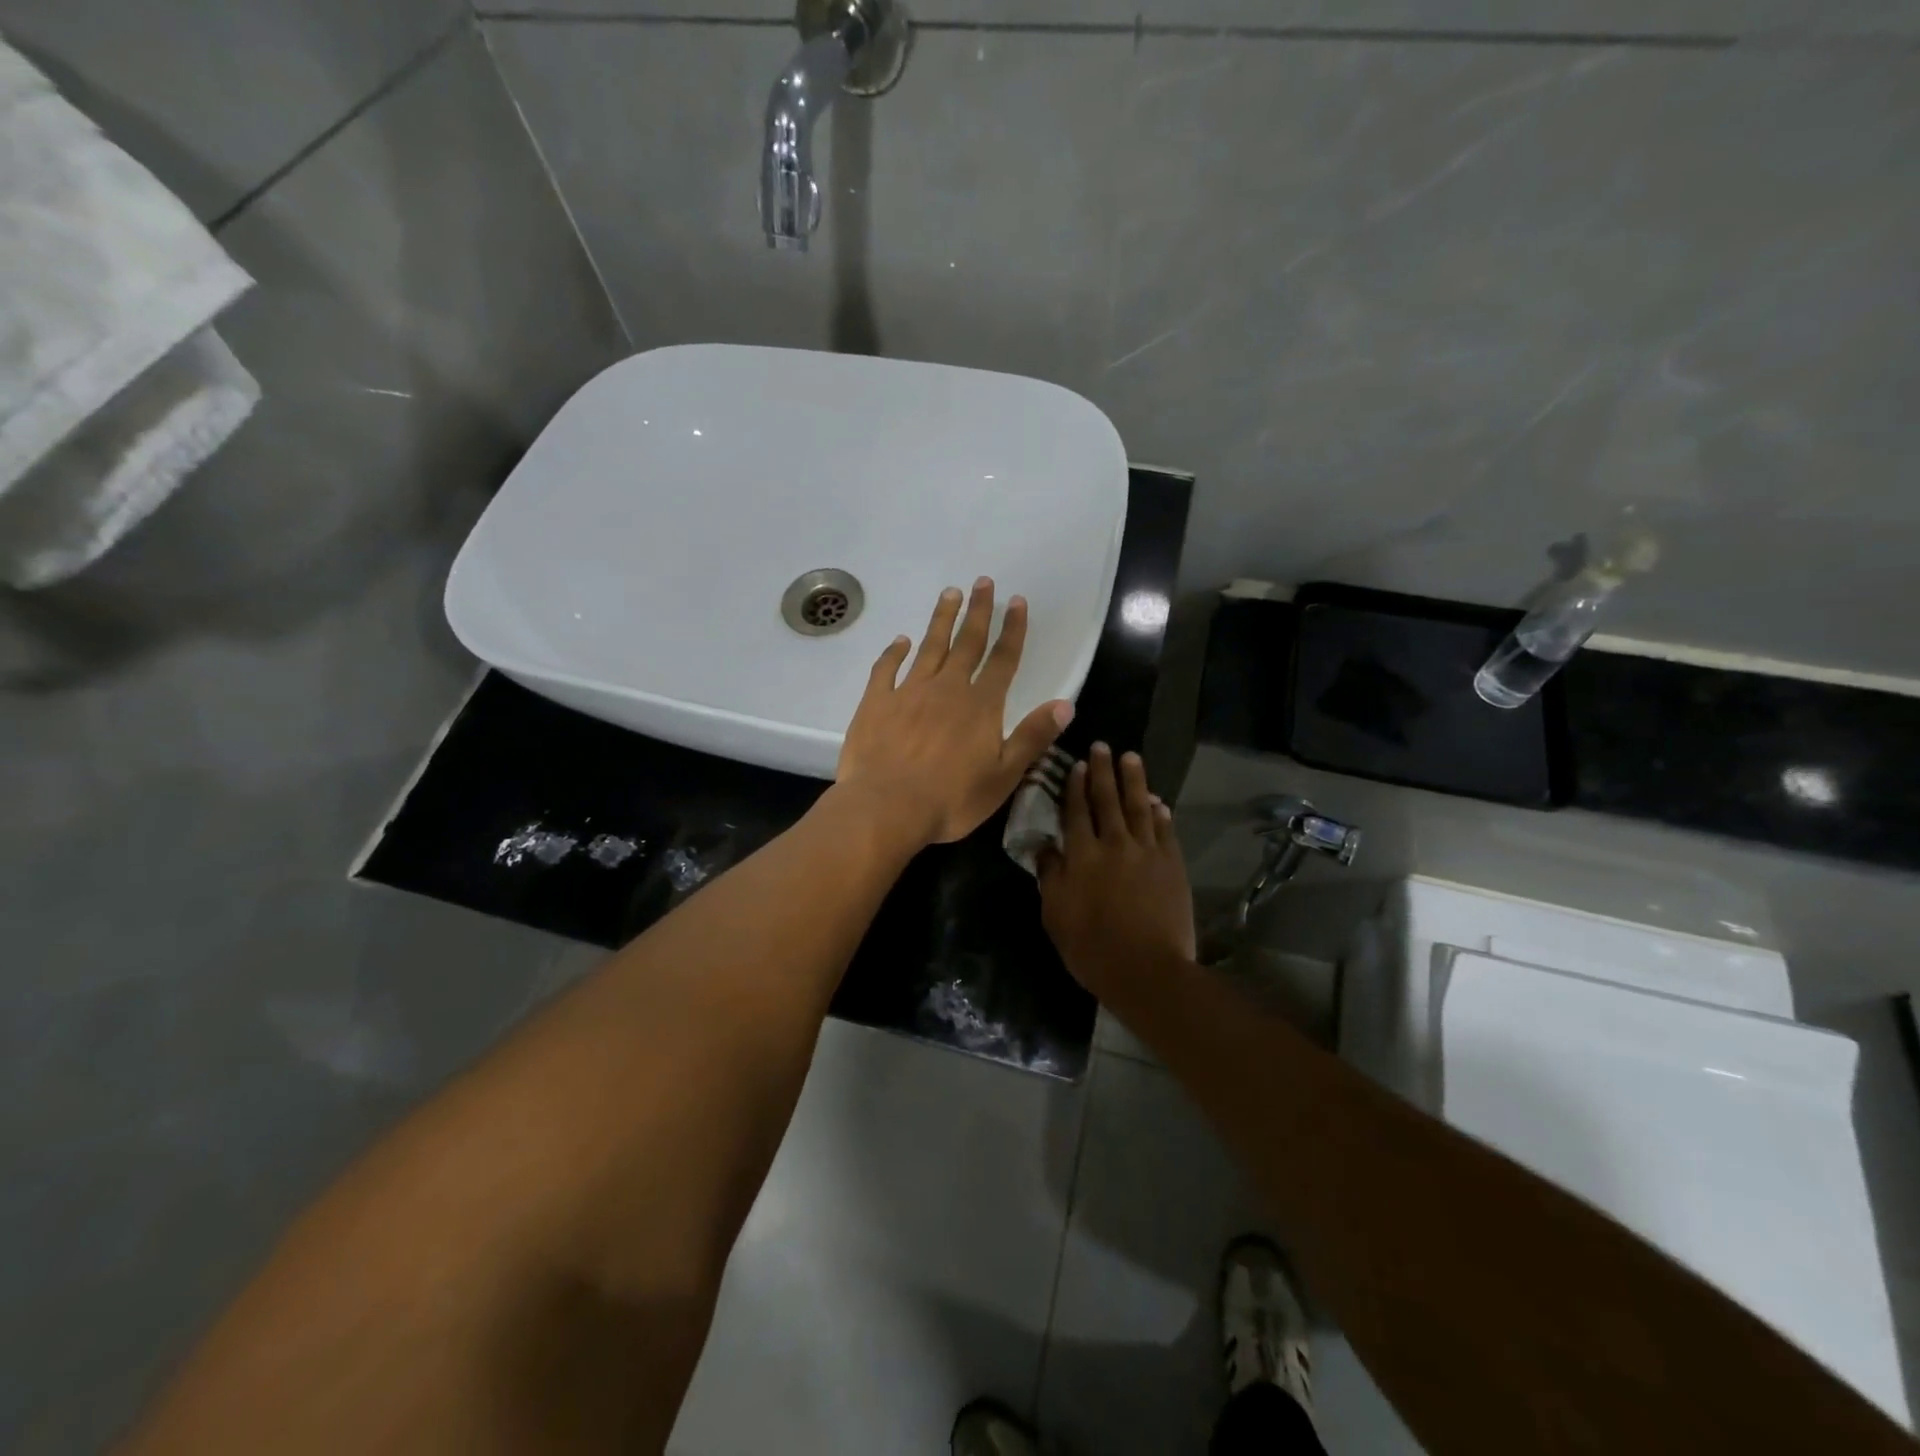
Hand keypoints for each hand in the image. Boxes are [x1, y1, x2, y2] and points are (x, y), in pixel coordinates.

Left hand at [836, 578, 1073, 846]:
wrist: (886, 807)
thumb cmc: (951, 799)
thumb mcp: (1004, 776)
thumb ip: (1033, 737)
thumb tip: (1065, 703)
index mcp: (980, 705)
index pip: (1003, 659)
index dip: (1013, 629)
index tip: (1017, 601)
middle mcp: (947, 688)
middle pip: (967, 642)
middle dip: (978, 611)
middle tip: (982, 582)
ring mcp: (909, 692)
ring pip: (929, 646)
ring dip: (941, 619)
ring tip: (949, 593)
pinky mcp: (876, 702)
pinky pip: (886, 668)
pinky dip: (894, 652)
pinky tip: (900, 641)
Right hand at [1038, 744, 1195, 991]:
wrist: (1147, 970)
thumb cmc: (1092, 947)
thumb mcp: (1055, 914)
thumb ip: (1050, 876)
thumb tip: (1044, 847)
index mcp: (1082, 855)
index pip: (1076, 811)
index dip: (1075, 786)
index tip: (1076, 764)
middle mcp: (1114, 844)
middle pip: (1107, 800)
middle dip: (1103, 771)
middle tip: (1102, 746)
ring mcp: (1147, 852)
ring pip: (1139, 807)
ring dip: (1134, 780)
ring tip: (1131, 757)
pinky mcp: (1172, 864)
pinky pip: (1165, 830)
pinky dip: (1160, 812)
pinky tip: (1157, 801)